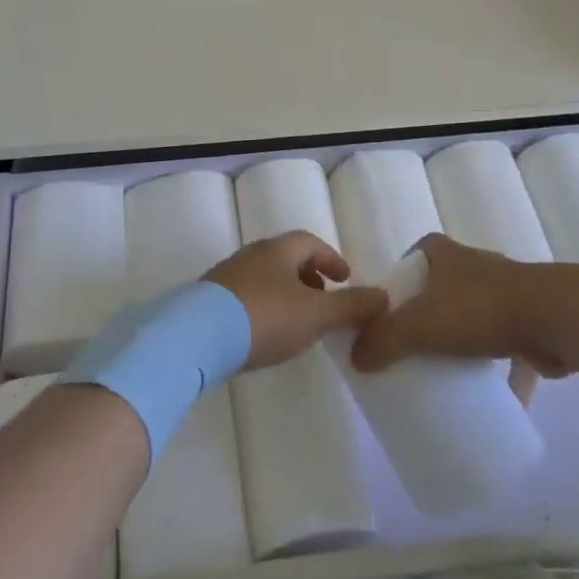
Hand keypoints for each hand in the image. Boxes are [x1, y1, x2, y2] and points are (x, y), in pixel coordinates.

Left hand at [208, 232, 388, 370]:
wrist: (196, 337)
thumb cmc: (265, 317)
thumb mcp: (316, 314)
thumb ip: (351, 306)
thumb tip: (383, 297)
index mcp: (278, 250)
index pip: (310, 242)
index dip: (331, 258)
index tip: (346, 278)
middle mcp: (250, 255)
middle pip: (286, 258)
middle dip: (309, 277)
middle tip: (324, 301)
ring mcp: (226, 276)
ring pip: (265, 278)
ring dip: (286, 294)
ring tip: (298, 322)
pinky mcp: (209, 301)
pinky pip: (245, 297)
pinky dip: (264, 308)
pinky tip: (265, 334)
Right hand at [350, 234, 576, 377]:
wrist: (555, 317)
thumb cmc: (478, 310)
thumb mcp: (418, 326)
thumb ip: (382, 341)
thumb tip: (357, 360)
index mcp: (443, 253)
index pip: (412, 257)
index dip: (399, 282)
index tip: (390, 315)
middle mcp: (474, 263)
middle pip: (441, 288)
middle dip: (429, 314)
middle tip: (412, 348)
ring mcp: (507, 289)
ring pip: (475, 314)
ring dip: (465, 339)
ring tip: (448, 372)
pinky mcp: (532, 318)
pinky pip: (507, 343)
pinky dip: (500, 367)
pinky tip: (492, 394)